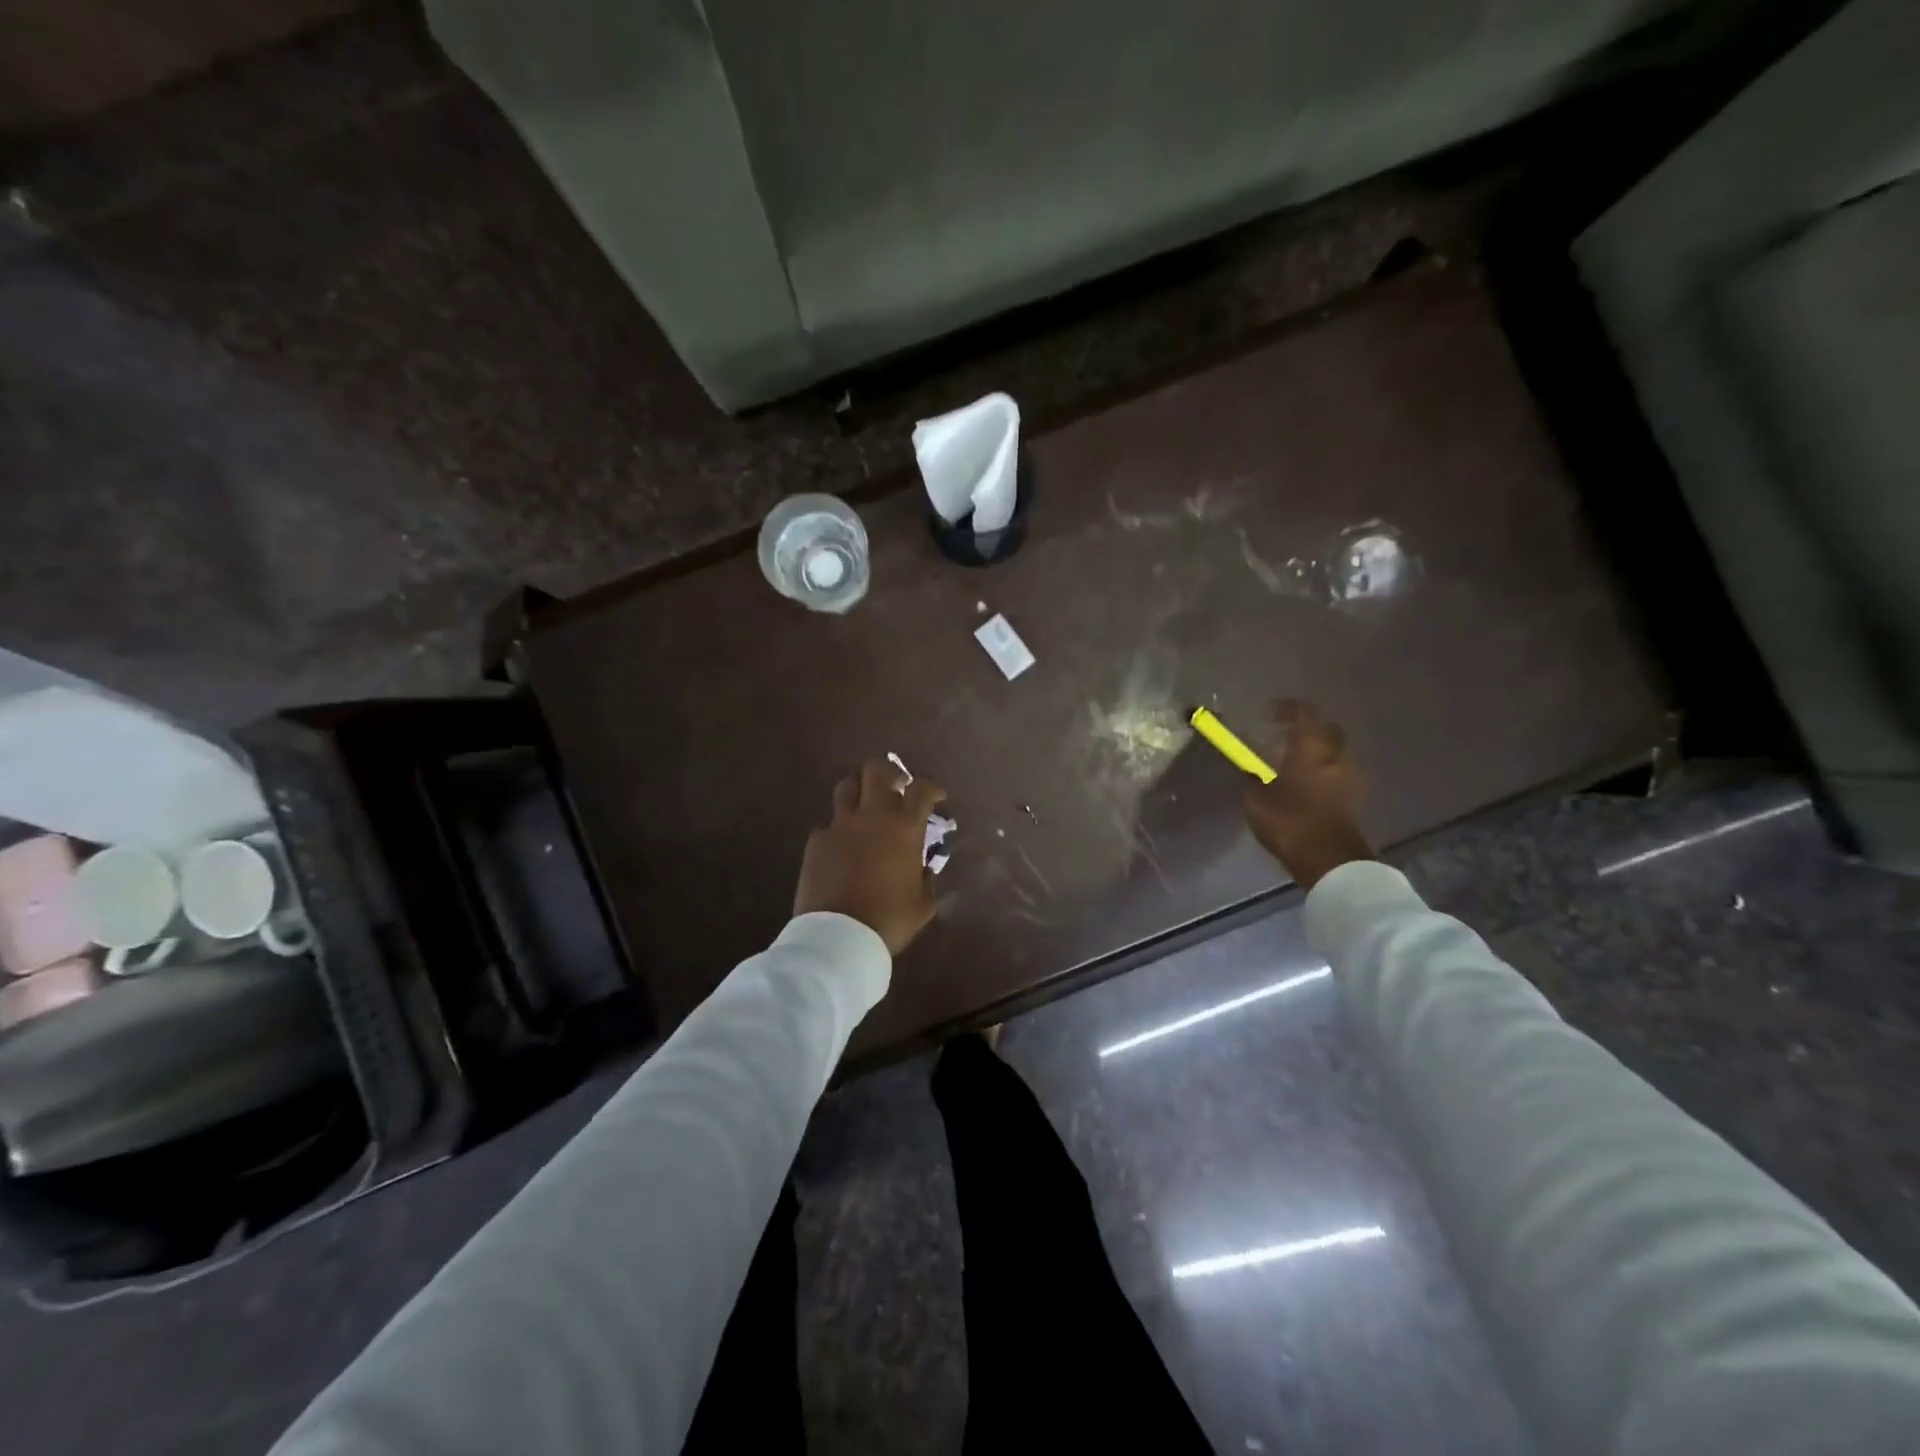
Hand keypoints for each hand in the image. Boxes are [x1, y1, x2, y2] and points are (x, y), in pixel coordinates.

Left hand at [795, 760, 946, 955]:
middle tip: (897, 788)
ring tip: (865, 807)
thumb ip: (926, 878)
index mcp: (904, 827)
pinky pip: (828, 823)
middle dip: (890, 774)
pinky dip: (838, 828)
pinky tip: (842, 845)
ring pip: (847, 786)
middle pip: (877, 771)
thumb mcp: (923, 904)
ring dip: (860, 791)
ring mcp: (840, 825)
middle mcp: (872, 815)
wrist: (838, 936)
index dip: (932, 788)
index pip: (922, 789)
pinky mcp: (816, 841)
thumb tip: (923, 867)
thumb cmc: (889, 920)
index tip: (937, 797)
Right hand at [1243, 700, 1374, 890]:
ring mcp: (1352, 775)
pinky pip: (1341, 771)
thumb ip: (1251, 776)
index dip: (1286, 708)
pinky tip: (1308, 783)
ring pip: (1336, 750)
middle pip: (1326, 729)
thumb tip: (1246, 766)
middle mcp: (1336, 754)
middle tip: (1284, 736)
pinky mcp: (1357, 796)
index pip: (1304, 713)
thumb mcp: (1256, 799)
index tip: (1268, 713)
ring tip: (1294, 761)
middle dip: (1307, 728)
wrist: (1330, 860)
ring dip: (1318, 750)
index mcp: (1312, 747)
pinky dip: (1326, 769)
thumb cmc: (1290, 822)